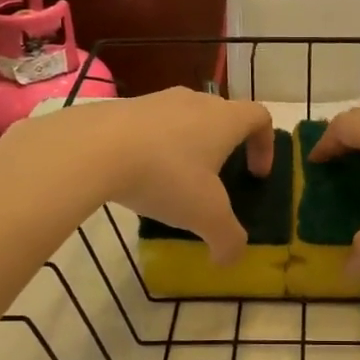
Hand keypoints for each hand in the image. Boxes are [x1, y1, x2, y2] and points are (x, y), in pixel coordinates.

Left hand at [53, 88, 274, 263]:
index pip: (260, 117)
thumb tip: (229, 259)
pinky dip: (155, 146)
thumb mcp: (205, 216)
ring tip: (175, 180)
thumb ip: (228, 239)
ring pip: (185, 118)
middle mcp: (195, 101)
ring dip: (189, 145)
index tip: (256, 175)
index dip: (265, 145)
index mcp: (224, 119)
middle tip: (217, 180)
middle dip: (226, 147)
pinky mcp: (124, 107)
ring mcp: (157, 100)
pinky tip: (139, 175)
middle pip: (222, 115)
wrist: (93, 148)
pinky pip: (151, 125)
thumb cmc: (165, 176)